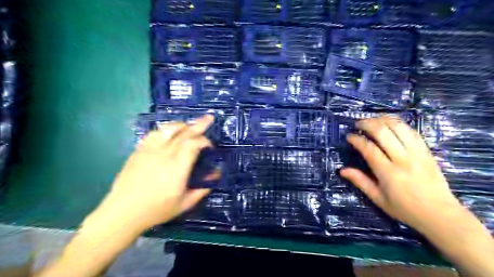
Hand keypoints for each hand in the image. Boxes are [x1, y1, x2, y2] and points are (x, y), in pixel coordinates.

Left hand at [93, 114, 215, 230]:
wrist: (123, 212)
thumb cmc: (156, 210)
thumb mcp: (185, 203)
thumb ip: (202, 188)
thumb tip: (215, 175)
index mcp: (177, 167)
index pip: (194, 144)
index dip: (205, 141)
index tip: (210, 146)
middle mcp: (164, 154)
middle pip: (184, 132)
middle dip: (199, 124)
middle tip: (209, 118)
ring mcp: (149, 150)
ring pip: (168, 129)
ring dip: (182, 125)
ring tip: (189, 125)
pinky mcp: (139, 150)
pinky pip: (154, 134)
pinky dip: (165, 130)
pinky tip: (169, 133)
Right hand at [340, 116, 463, 231]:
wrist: (440, 215)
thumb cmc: (405, 209)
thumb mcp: (378, 199)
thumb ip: (360, 181)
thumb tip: (342, 170)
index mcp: (389, 173)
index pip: (369, 149)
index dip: (357, 139)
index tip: (349, 137)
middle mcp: (403, 159)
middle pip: (383, 132)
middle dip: (367, 124)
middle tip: (358, 124)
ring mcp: (417, 153)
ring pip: (398, 127)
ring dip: (383, 119)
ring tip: (372, 120)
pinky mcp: (427, 151)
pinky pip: (412, 131)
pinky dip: (399, 123)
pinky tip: (390, 123)